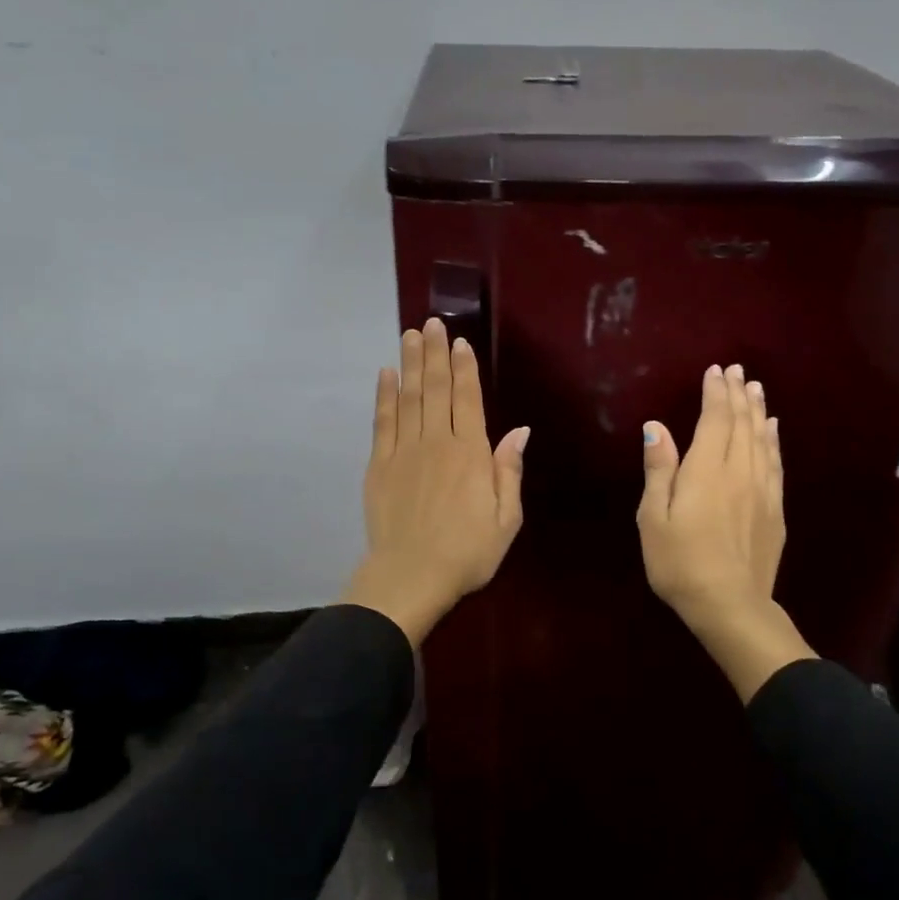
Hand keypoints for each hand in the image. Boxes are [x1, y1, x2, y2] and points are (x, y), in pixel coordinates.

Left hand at [342, 318, 529, 646]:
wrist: (410, 576)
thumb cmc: (467, 552)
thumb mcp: (506, 519)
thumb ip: (509, 471)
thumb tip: (520, 431)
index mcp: (470, 454)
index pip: (468, 399)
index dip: (464, 368)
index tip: (459, 341)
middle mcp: (436, 442)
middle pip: (436, 389)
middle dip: (434, 353)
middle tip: (431, 323)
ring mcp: (404, 451)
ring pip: (409, 397)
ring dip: (410, 364)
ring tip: (409, 335)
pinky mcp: (379, 465)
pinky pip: (382, 421)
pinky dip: (384, 395)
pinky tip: (385, 374)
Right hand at [639, 364, 812, 699]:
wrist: (730, 605)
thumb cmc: (680, 562)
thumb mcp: (653, 519)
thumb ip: (658, 470)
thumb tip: (657, 427)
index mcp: (706, 471)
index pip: (714, 420)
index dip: (715, 393)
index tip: (715, 371)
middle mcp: (738, 472)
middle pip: (741, 423)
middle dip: (738, 394)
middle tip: (738, 370)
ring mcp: (762, 490)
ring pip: (762, 439)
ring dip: (757, 410)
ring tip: (755, 388)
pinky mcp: (774, 509)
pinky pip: (775, 463)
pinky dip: (773, 441)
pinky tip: (772, 430)